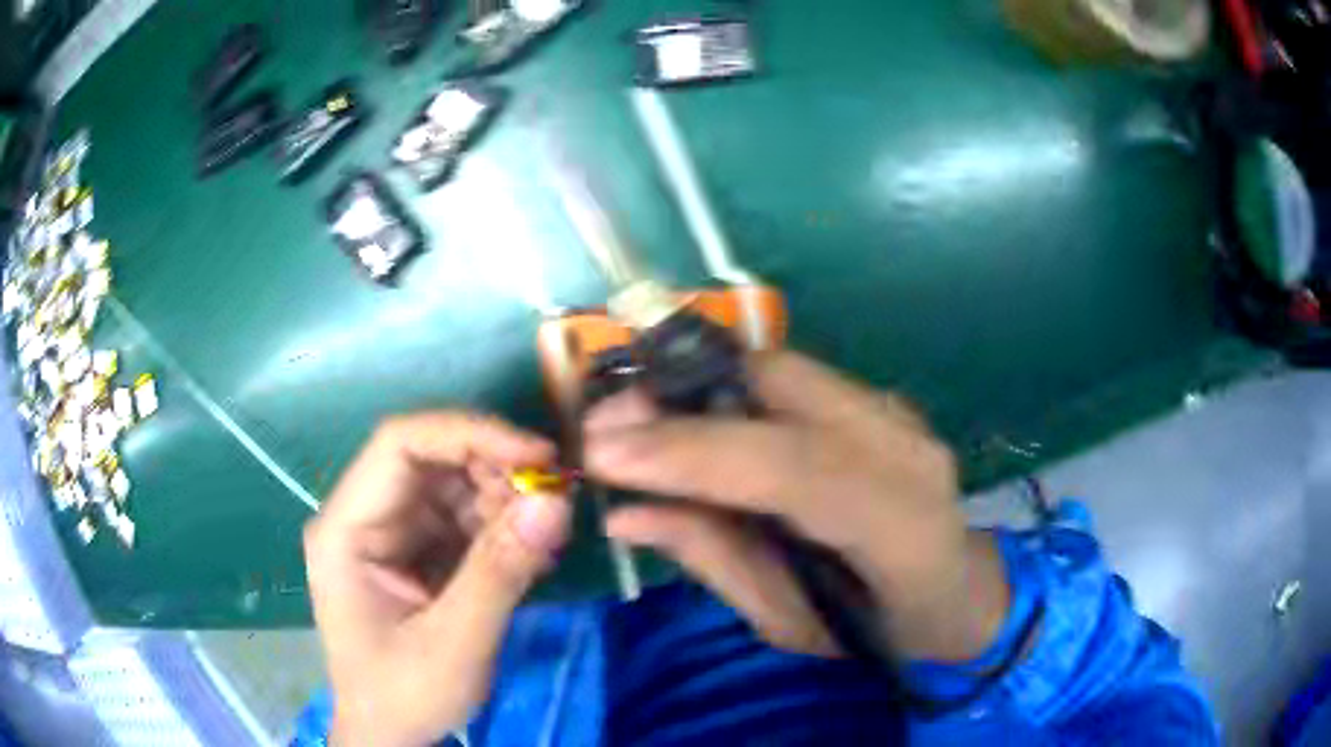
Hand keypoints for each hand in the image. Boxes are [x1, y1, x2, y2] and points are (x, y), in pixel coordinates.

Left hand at [304, 413, 571, 746]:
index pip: (400, 445)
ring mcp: (392, 533)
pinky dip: (503, 528)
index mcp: (346, 529)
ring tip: (544, 539)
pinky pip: (465, 518)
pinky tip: (531, 555)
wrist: (391, 735)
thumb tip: (556, 500)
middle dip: (497, 471)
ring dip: (505, 501)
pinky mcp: (417, 551)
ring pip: (455, 485)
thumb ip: (500, 573)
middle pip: (431, 460)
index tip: (538, 456)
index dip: (469, 435)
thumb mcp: (454, 645)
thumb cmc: (405, 695)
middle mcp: (365, 517)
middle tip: (553, 502)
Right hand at [584, 352, 1008, 661]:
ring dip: (696, 386)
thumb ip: (714, 559)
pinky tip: (687, 421)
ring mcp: (897, 414)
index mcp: (901, 525)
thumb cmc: (880, 632)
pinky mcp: (878, 402)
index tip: (603, 452)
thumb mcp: (790, 625)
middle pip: (785, 387)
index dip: (694, 453)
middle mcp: (906, 449)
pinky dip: (725, 391)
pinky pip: (789, 380)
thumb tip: (624, 513)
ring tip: (633, 422)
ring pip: (780, 369)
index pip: (796, 469)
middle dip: (681, 397)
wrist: (960, 591)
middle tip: (606, 425)